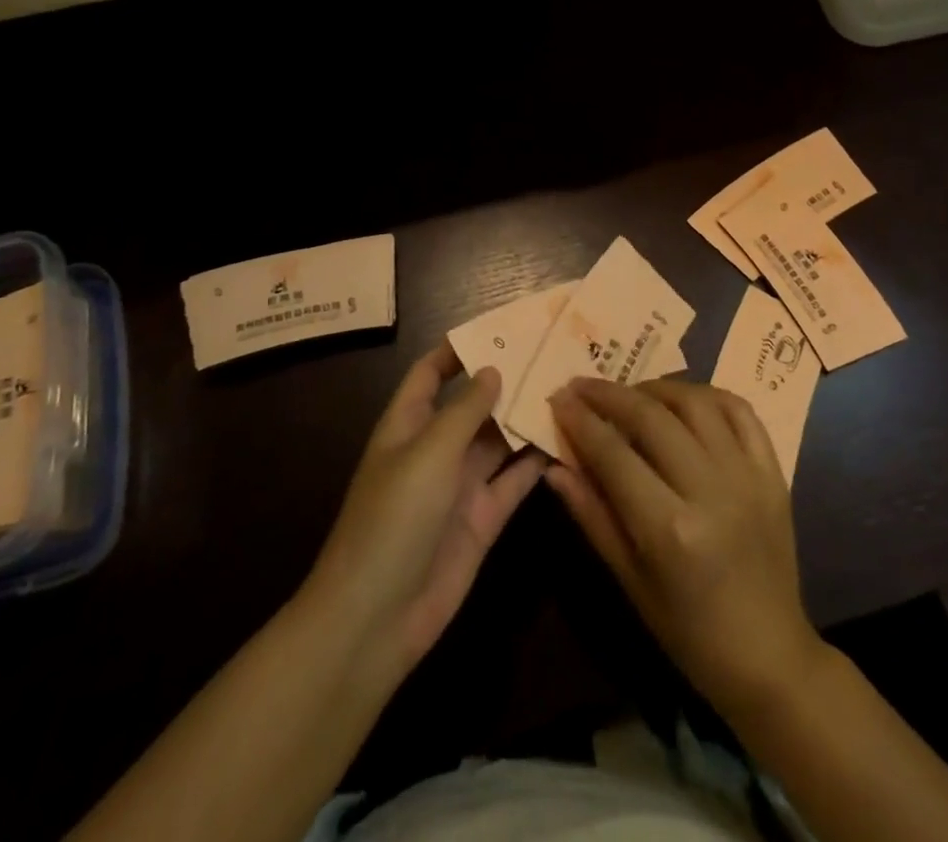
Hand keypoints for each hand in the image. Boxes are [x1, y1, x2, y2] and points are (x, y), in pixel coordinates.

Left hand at [305, 344, 544, 680]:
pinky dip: (537, 463)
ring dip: (527, 419)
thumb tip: (492, 369)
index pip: (431, 373)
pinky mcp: (483, 519)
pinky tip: (570, 442)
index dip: (457, 350)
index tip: (499, 329)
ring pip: (500, 441)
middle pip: (474, 405)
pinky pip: (514, 481)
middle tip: (553, 356)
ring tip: (571, 390)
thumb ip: (465, 410)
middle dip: (507, 382)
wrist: (377, 618)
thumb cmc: (393, 519)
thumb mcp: (428, 453)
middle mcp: (436, 449)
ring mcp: (460, 486)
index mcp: (408, 424)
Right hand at [545, 377, 822, 719]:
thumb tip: (555, 466)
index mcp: (670, 530)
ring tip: (631, 393)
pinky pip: (740, 412)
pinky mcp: (773, 473)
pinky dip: (708, 396)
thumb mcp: (630, 582)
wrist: (770, 657)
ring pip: (696, 403)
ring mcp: (747, 477)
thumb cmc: (689, 631)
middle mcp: (710, 491)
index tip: (558, 398)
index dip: (581, 421)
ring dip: (656, 388)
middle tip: (582, 385)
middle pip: (652, 417)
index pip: (614, 454)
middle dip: (609, 394)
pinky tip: (684, 401)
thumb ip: (592, 516)